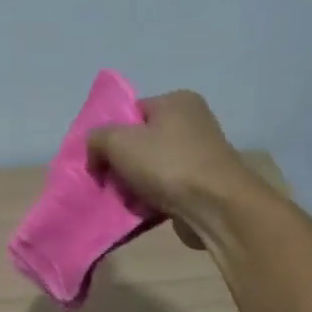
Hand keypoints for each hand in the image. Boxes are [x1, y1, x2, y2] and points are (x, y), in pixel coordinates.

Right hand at [87, 91, 263, 245]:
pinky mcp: (204, 184)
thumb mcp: (118, 142)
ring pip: (151, 168)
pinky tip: (141, 210)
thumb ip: (96, 139)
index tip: (99, 159)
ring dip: (134, 184)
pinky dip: (151, 198)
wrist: (216, 207)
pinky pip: (166, 187)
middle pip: (140, 142)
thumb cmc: (167, 164)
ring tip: (123, 199)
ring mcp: (201, 154)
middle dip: (121, 163)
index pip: (131, 112)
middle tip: (108, 181)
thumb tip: (95, 152)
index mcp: (177, 101)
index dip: (110, 134)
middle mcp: (193, 122)